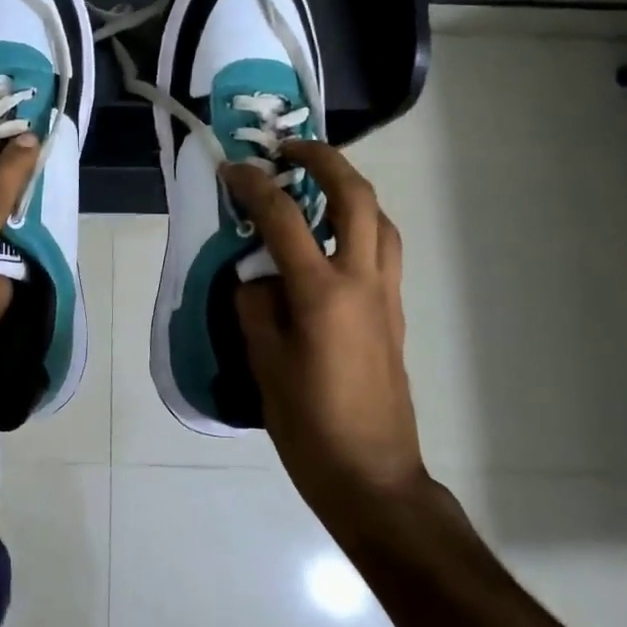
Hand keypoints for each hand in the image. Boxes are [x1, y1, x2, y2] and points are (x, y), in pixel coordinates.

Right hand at [224, 141, 426, 512]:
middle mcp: (362, 282)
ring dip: (350, 189)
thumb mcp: (263, 363)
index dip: (255, 186)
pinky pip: (382, 248)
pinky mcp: (394, 313)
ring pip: (380, 219)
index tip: (232, 169)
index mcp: (322, 294)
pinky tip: (331, 239)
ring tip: (315, 185)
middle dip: (324, 160)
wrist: (373, 477)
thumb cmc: (309, 425)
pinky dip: (360, 223)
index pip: (284, 218)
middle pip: (356, 197)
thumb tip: (257, 277)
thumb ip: (255, 305)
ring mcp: (385, 295)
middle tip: (290, 150)